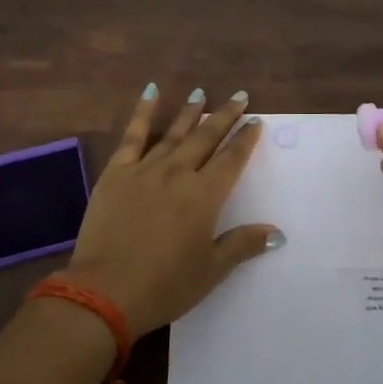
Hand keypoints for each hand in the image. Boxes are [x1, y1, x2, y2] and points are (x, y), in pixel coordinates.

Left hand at [64, 85, 281, 336]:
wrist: (105, 291)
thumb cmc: (164, 286)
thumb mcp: (210, 271)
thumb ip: (242, 245)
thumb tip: (277, 233)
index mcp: (204, 196)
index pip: (232, 159)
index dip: (246, 139)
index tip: (256, 121)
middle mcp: (178, 173)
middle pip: (206, 138)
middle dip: (225, 116)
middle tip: (239, 97)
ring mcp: (145, 169)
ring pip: (174, 133)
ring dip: (190, 112)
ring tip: (201, 92)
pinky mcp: (116, 172)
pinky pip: (133, 135)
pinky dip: (143, 112)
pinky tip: (151, 92)